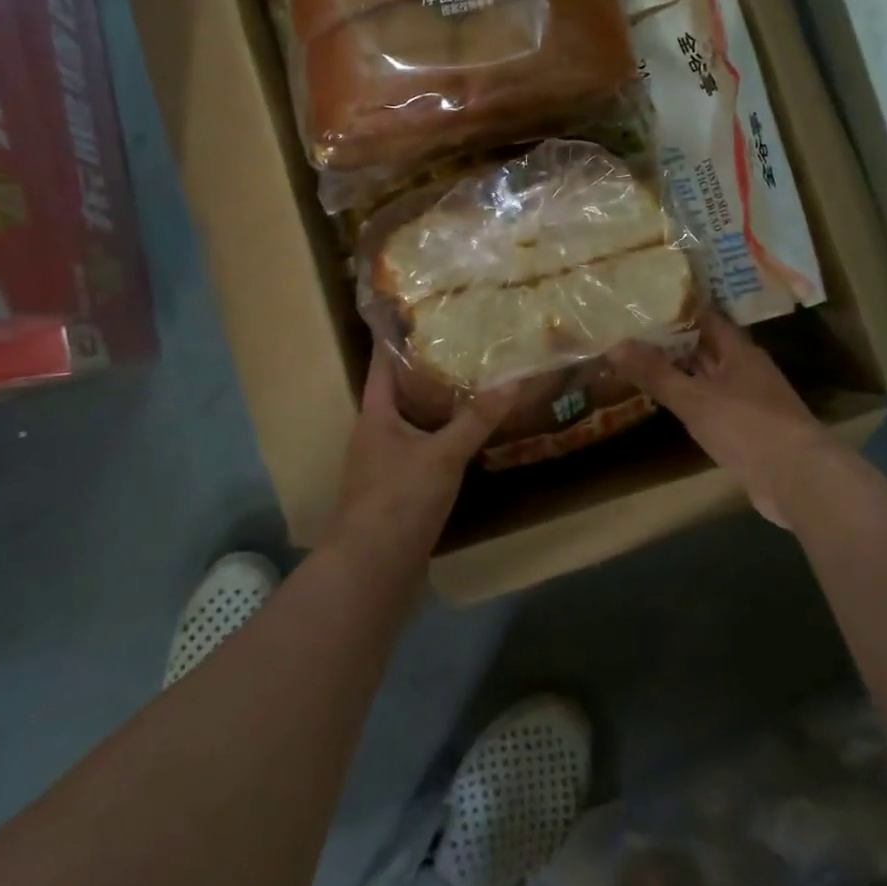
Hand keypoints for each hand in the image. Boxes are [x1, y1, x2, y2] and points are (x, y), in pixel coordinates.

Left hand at [323, 345, 514, 560]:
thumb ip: (476, 419)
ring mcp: (384, 465)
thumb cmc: (399, 499)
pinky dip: (441, 440)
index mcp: (374, 416)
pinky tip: (467, 439)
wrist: (373, 570)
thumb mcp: (442, 454)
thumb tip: (513, 380)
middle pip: (399, 394)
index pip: (382, 365)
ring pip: (412, 425)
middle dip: (426, 372)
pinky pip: (421, 453)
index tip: (418, 315)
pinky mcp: (398, 491)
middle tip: (461, 347)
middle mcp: (374, 435)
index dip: (396, 339)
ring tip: (470, 386)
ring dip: (436, 408)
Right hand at [609, 312, 848, 527]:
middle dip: (673, 340)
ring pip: (709, 376)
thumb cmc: (747, 427)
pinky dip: (691, 400)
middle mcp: (746, 369)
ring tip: (641, 363)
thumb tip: (615, 345)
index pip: (705, 317)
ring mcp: (750, 400)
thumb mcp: (694, 399)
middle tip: (632, 332)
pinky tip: (670, 403)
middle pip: (706, 346)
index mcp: (739, 351)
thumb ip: (655, 373)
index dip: (676, 309)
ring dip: (681, 371)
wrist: (798, 480)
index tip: (644, 302)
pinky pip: (713, 404)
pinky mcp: (749, 429)